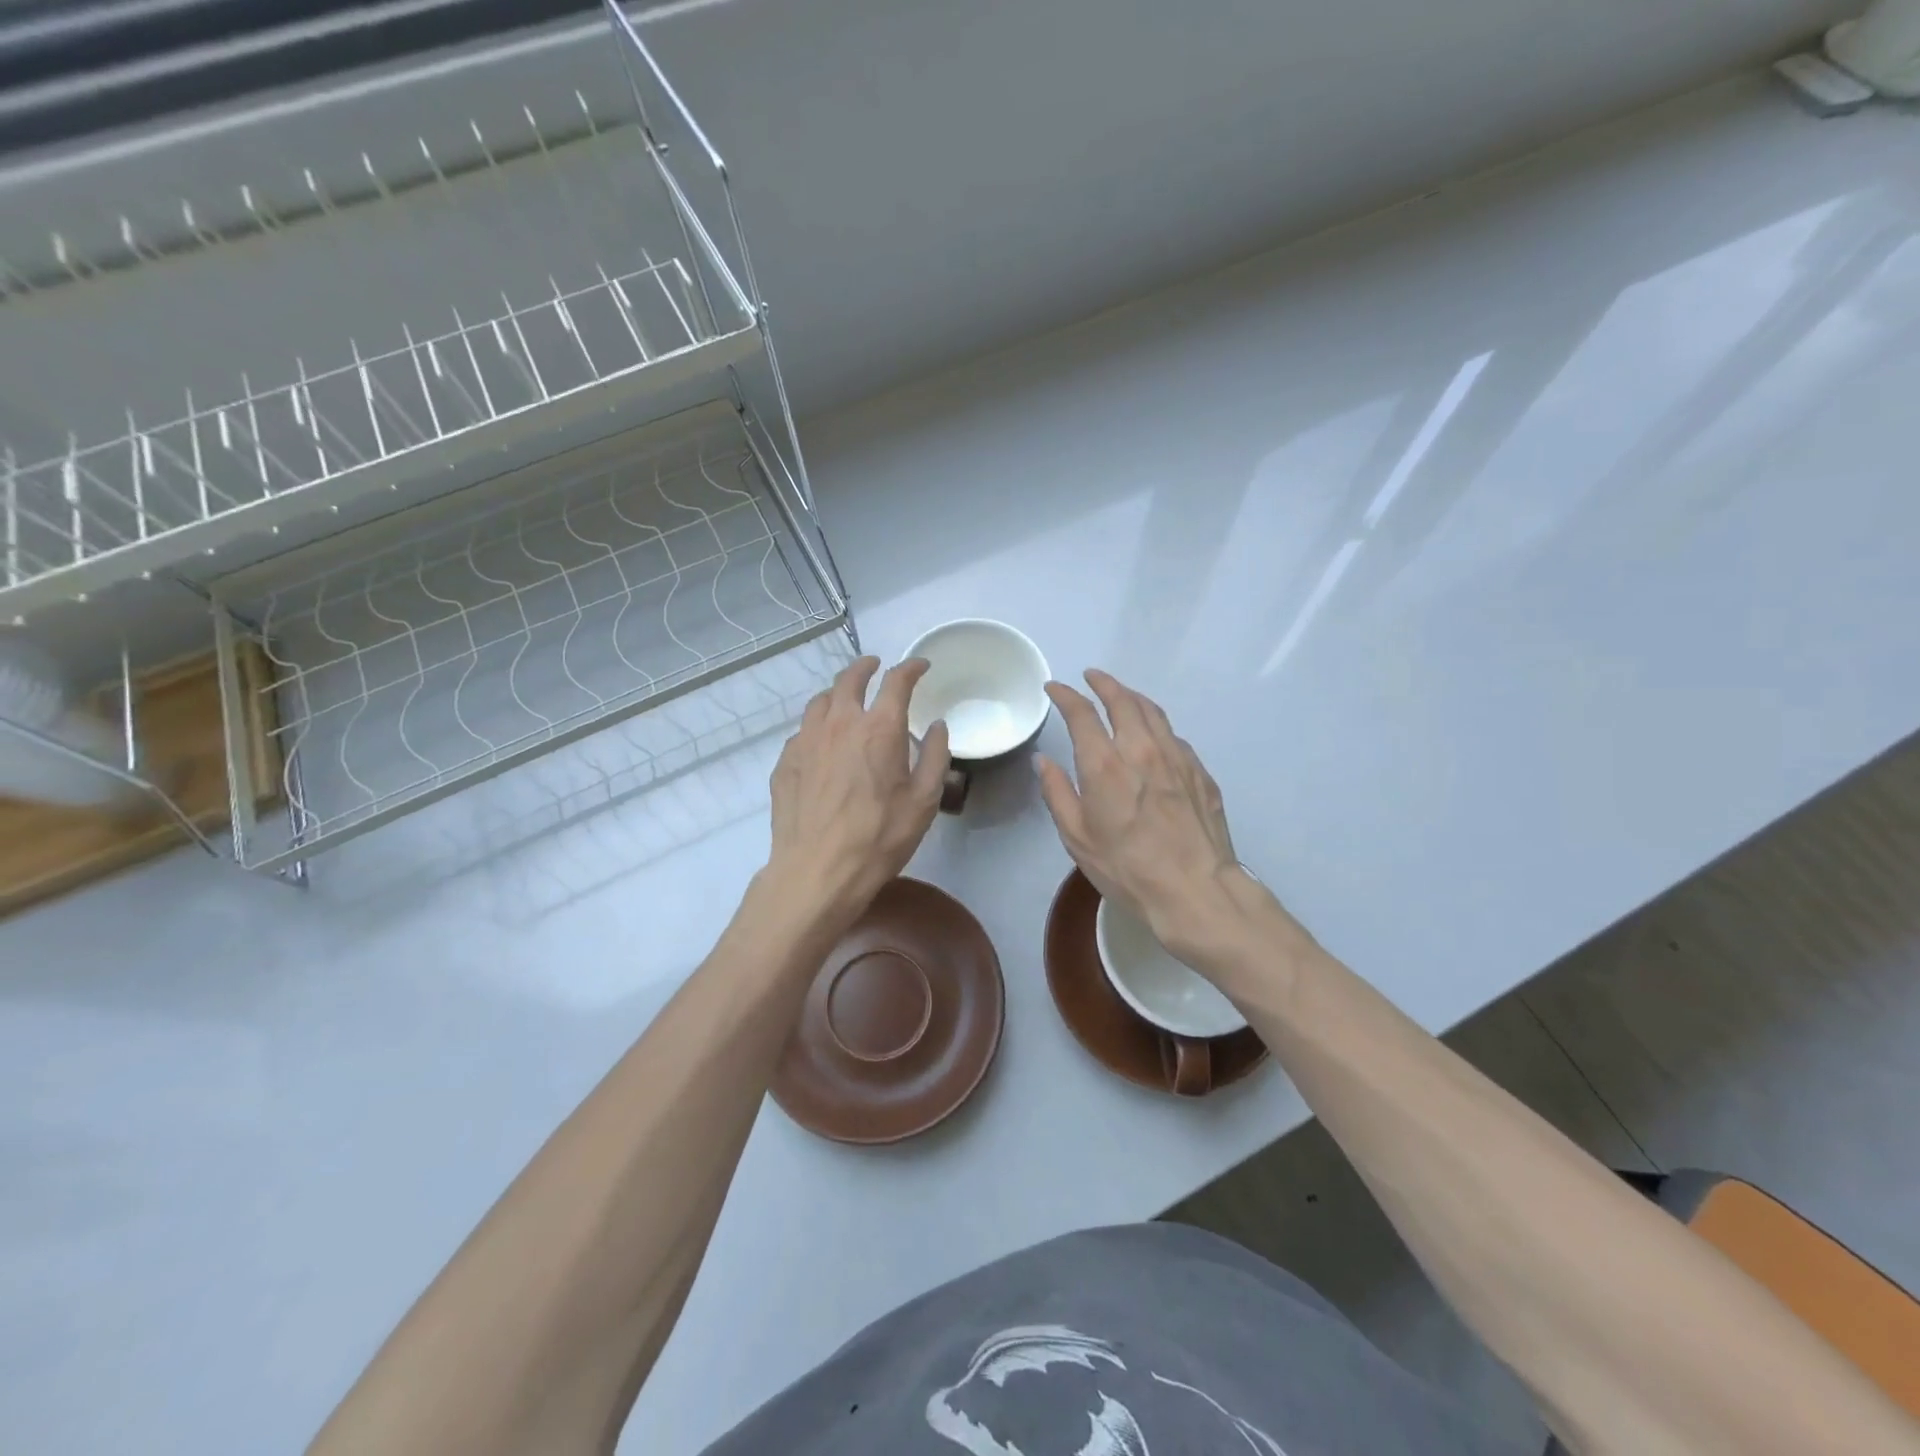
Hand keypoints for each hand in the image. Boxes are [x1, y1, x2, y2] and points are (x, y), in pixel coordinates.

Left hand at [765, 655, 950, 929]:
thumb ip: (936, 757)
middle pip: (849, 679)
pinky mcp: (785, 762)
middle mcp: (840, 723)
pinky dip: (817, 727)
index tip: (920, 666)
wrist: (818, 871)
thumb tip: (938, 727)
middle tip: (875, 666)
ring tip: (845, 700)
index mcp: (879, 728)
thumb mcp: (924, 800)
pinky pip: (803, 732)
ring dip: (837, 693)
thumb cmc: (880, 837)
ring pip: (820, 701)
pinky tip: (822, 744)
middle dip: (866, 667)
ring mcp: (806, 741)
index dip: (911, 668)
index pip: (896, 681)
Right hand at [1035, 670, 1293, 969]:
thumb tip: (1045, 761)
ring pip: (1154, 712)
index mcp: (1105, 764)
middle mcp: (1142, 750)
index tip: (1055, 688)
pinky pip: (1175, 737)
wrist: (1196, 891)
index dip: (1066, 695)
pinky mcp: (1201, 773)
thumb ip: (1057, 793)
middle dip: (1104, 683)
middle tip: (1091, 677)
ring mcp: (1177, 758)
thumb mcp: (1077, 838)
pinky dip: (1157, 726)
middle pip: (1123, 700)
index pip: (1082, 714)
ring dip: (1133, 697)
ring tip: (1122, 695)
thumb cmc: (1127, 869)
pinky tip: (1154, 736)